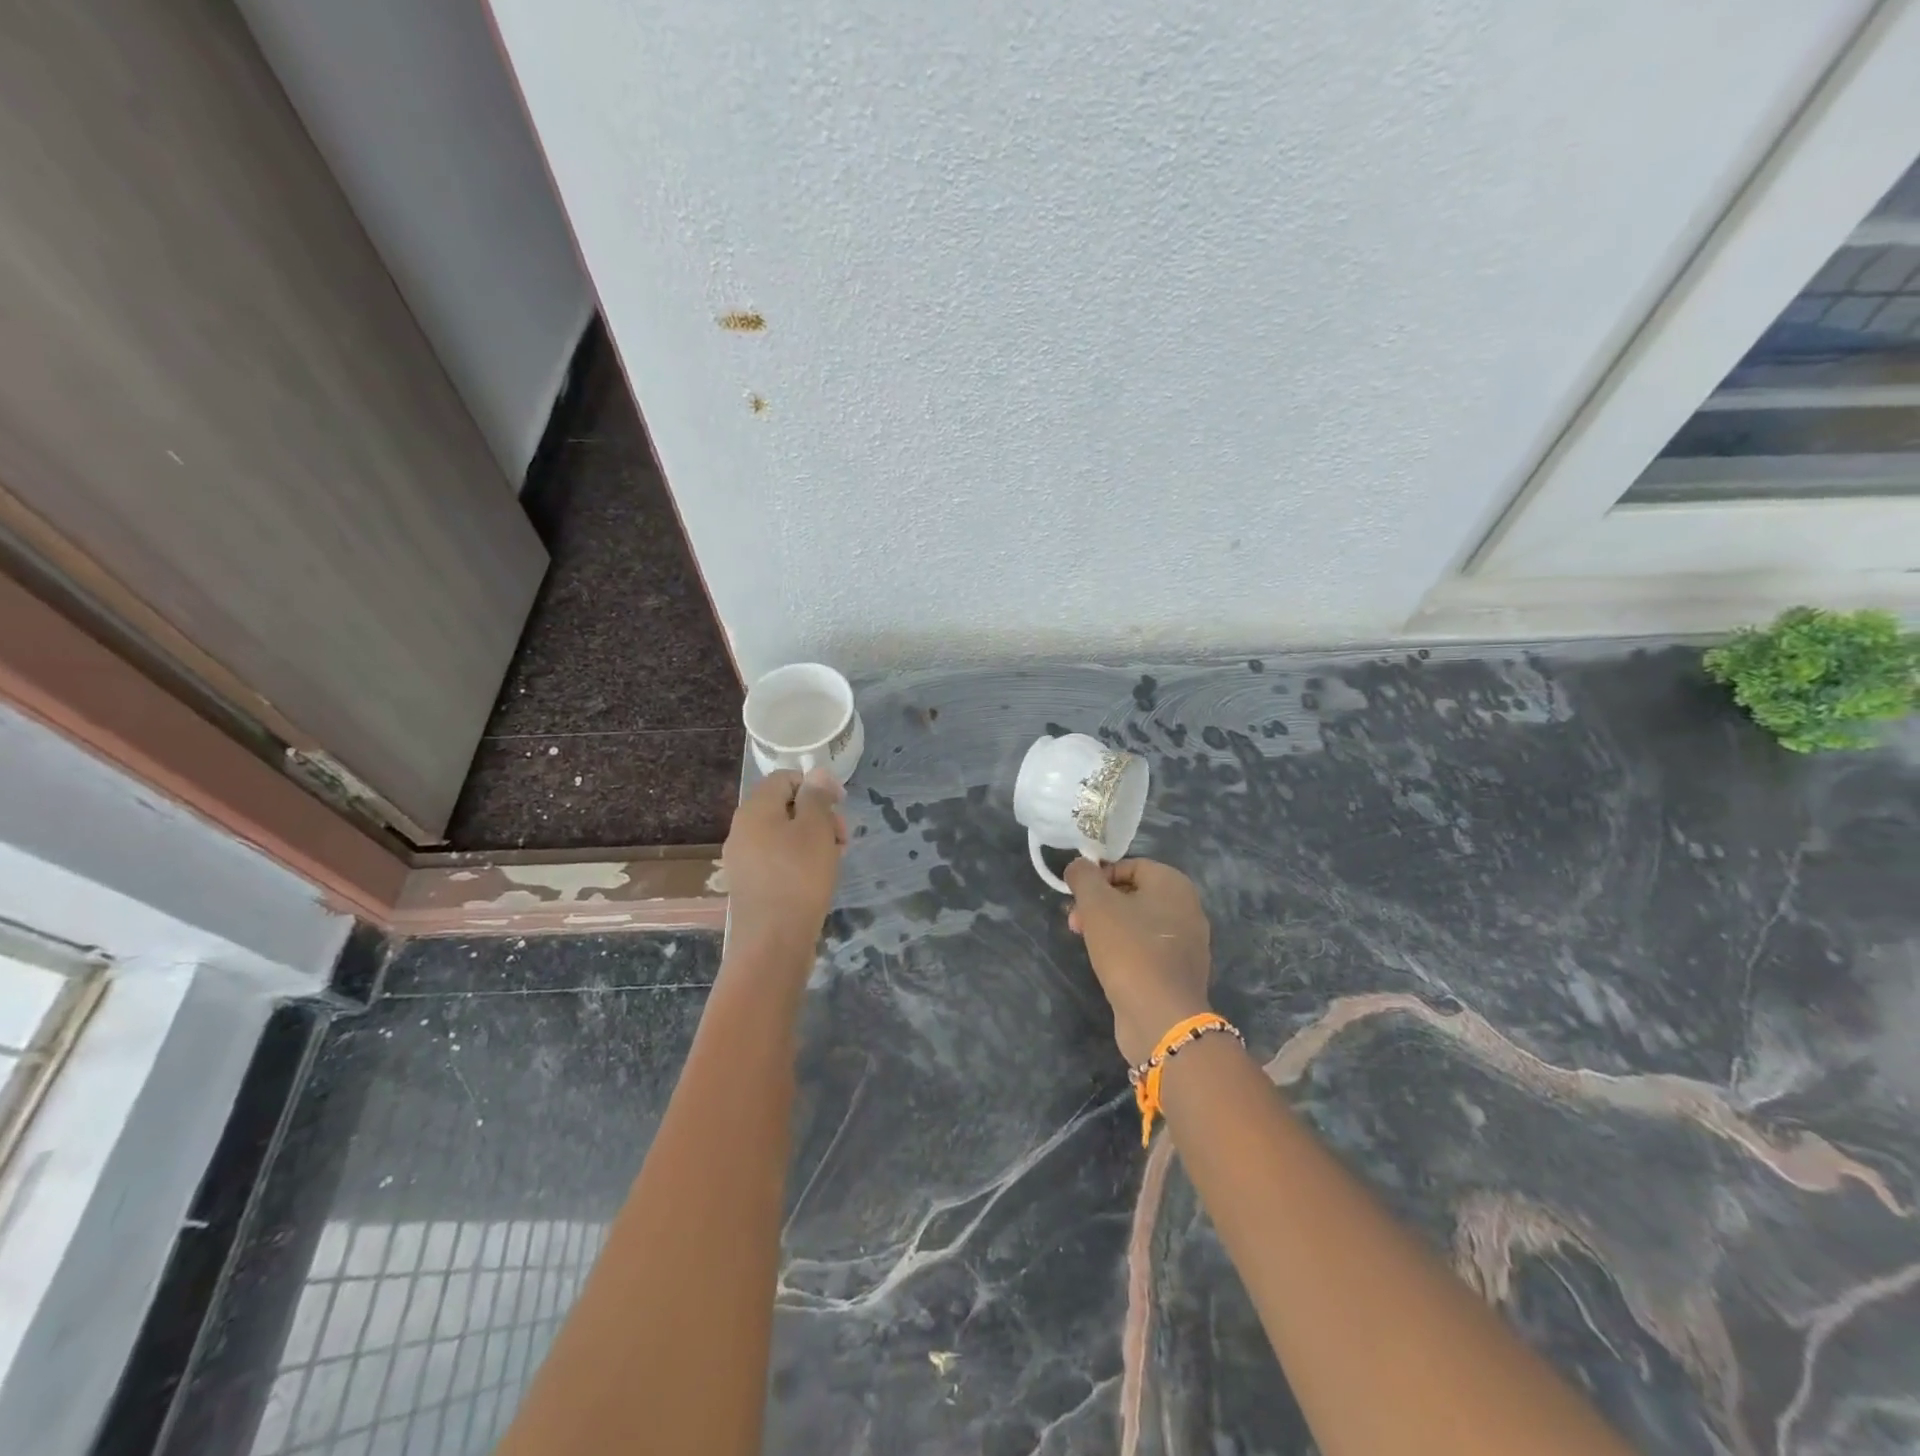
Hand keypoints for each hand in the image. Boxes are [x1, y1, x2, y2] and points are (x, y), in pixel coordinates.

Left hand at [721, 769, 847, 960]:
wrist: (772, 943)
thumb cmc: (799, 878)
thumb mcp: (815, 829)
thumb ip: (816, 796)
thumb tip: (815, 773)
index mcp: (754, 809)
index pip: (785, 778)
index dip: (816, 785)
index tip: (841, 805)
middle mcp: (742, 829)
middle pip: (785, 806)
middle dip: (818, 815)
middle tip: (842, 838)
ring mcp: (743, 858)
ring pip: (784, 833)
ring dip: (813, 839)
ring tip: (834, 859)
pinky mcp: (750, 883)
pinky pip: (778, 858)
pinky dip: (800, 860)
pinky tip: (818, 878)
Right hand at [1066, 858, 1213, 1064]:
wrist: (1161, 1017)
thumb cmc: (1129, 949)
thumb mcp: (1097, 905)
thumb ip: (1084, 877)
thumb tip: (1078, 866)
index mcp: (1173, 884)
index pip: (1130, 865)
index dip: (1098, 876)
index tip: (1076, 896)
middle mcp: (1187, 908)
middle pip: (1134, 894)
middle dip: (1099, 904)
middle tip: (1075, 921)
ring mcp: (1187, 942)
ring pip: (1139, 923)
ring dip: (1108, 927)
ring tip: (1085, 943)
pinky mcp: (1179, 971)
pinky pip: (1148, 948)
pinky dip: (1126, 950)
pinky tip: (1107, 964)